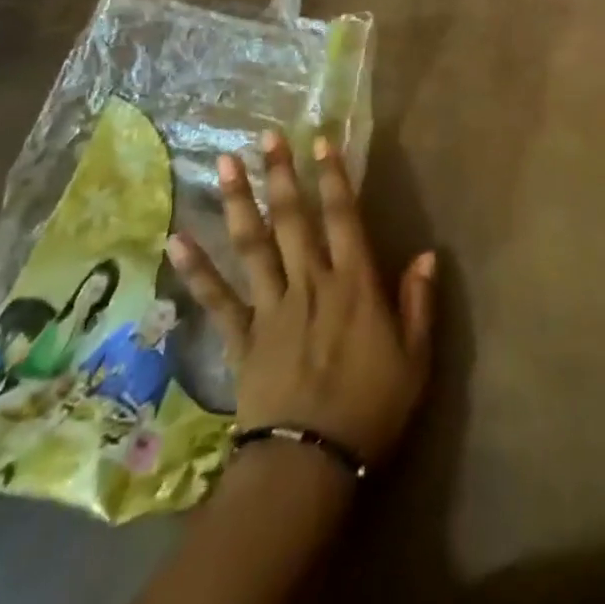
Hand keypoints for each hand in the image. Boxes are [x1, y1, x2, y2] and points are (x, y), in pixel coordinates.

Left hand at [166, 131, 435, 465]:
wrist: (309, 466)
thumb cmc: (371, 409)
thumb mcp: (414, 359)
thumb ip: (418, 303)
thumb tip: (427, 254)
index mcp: (354, 283)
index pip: (344, 217)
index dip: (334, 177)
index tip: (321, 142)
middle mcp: (311, 282)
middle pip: (293, 219)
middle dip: (281, 175)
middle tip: (267, 137)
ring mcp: (272, 307)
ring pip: (253, 245)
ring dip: (239, 202)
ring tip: (225, 164)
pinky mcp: (242, 337)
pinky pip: (217, 298)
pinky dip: (197, 269)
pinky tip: (177, 239)